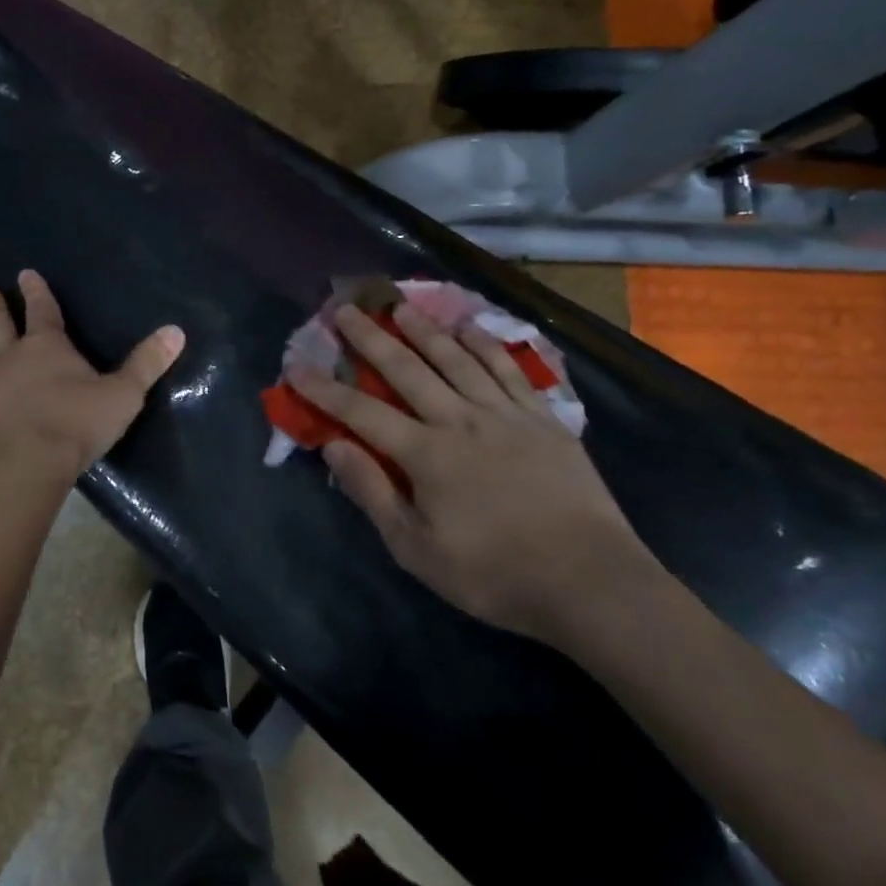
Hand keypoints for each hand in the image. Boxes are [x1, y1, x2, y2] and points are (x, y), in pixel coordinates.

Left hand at [0, 270, 185, 483]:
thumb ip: (146, 364)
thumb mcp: (122, 395)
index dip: (35, 292)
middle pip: (0, 323)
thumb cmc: (75, 423)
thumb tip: (176, 331)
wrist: (23, 467)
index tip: (24, 273)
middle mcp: (13, 358)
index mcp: (46, 346)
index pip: (41, 310)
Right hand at [288, 302, 662, 646]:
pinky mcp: (542, 417)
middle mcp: (460, 420)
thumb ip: (373, 492)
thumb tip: (334, 447)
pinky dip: (484, 344)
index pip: (361, 412)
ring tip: (400, 305)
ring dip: (424, 330)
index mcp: (426, 454)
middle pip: (406, 370)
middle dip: (370, 338)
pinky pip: (507, 369)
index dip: (324, 388)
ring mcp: (505, 413)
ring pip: (456, 358)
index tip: (295, 364)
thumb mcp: (417, 549)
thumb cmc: (494, 573)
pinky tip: (469, 328)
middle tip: (344, 308)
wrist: (590, 580)